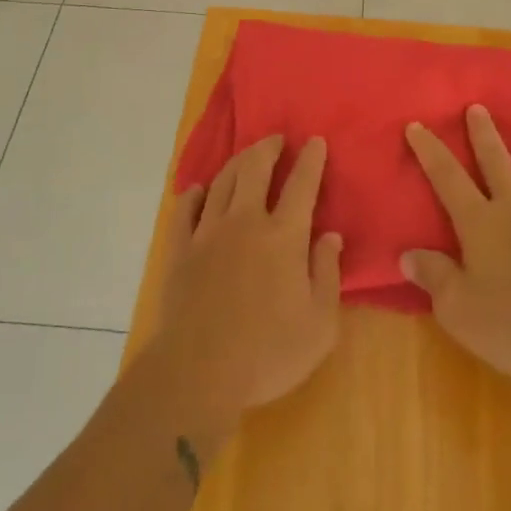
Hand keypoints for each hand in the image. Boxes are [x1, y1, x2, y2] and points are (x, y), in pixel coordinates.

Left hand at [151, 135, 343, 431]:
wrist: (197, 372)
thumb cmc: (268, 353)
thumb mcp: (319, 324)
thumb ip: (327, 274)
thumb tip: (331, 236)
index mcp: (283, 236)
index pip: (301, 185)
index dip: (311, 159)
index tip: (316, 141)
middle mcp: (245, 221)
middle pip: (255, 169)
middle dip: (268, 147)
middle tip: (276, 138)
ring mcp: (208, 233)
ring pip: (222, 182)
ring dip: (237, 162)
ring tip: (246, 156)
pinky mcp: (180, 250)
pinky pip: (185, 209)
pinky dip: (194, 194)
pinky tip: (199, 190)